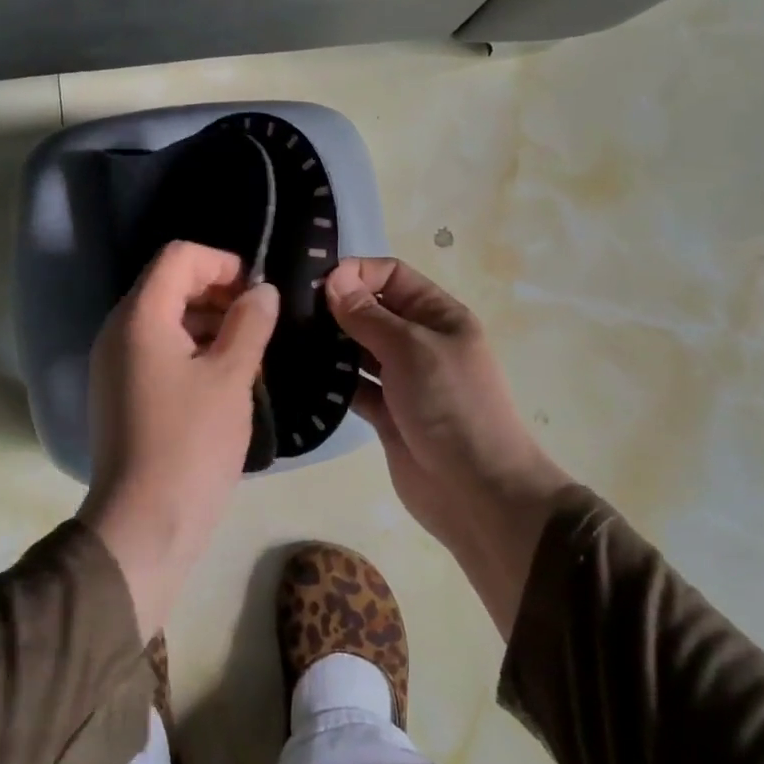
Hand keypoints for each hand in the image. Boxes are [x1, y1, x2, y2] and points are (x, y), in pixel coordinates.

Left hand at [80, 240, 279, 636]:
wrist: (145, 523)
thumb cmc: (192, 442)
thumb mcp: (232, 376)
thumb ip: (250, 323)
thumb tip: (263, 290)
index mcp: (140, 317)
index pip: (179, 257)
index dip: (223, 263)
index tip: (258, 293)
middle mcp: (118, 331)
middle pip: (170, 284)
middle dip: (218, 292)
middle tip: (259, 322)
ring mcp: (116, 363)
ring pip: (166, 318)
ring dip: (209, 322)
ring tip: (249, 350)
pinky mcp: (122, 391)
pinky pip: (158, 350)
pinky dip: (192, 349)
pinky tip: (225, 377)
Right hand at [325, 258, 571, 636]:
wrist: (475, 490)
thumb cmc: (450, 404)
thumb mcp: (411, 348)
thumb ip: (368, 314)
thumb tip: (333, 278)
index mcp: (438, 315)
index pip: (393, 276)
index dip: (357, 273)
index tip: (314, 284)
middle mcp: (420, 341)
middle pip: (372, 310)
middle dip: (336, 307)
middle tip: (288, 312)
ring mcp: (403, 379)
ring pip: (359, 349)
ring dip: (330, 344)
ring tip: (287, 339)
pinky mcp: (386, 413)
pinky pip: (354, 387)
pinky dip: (333, 381)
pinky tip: (300, 376)